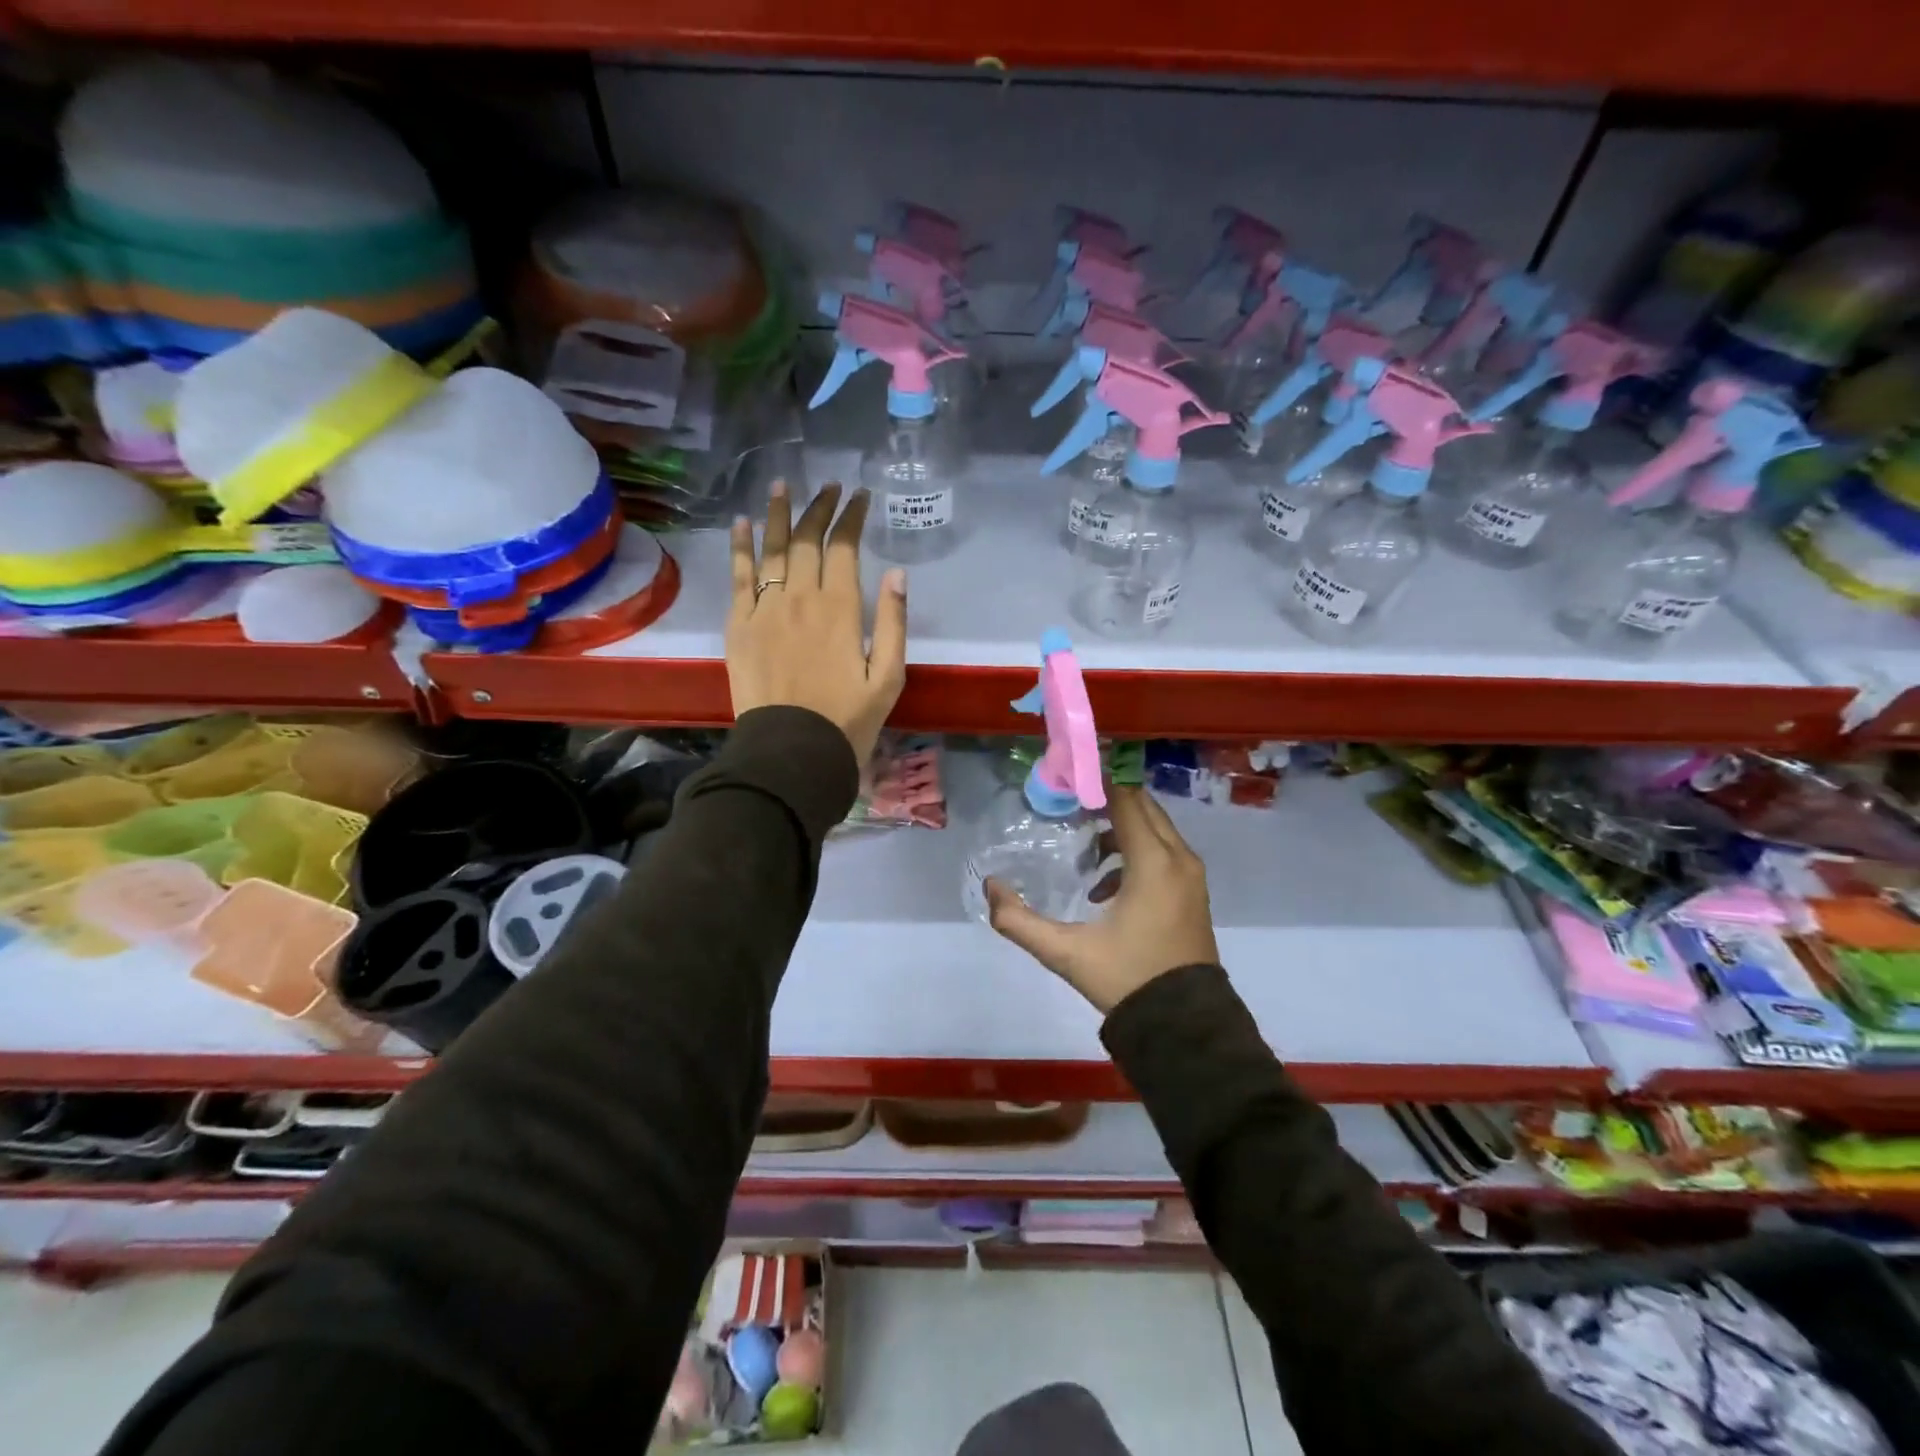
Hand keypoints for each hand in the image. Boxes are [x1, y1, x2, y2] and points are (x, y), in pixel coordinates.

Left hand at [727, 481, 906, 764]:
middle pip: (808, 540)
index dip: (851, 517)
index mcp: (840, 609)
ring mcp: (765, 609)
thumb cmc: (847, 719)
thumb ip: (893, 623)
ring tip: (781, 486)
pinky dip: (740, 547)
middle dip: (819, 508)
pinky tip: (742, 524)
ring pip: (771, 549)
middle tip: (827, 486)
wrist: (792, 751)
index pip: (844, 547)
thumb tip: (897, 574)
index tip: (858, 496)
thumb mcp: (888, 678)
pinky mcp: (739, 625)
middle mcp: (800, 598)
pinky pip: (739, 577)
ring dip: (778, 514)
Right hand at [985, 785, 1219, 1013]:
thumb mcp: (1067, 953)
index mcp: (1153, 863)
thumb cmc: (1128, 980)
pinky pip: (1163, 852)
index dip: (1095, 782)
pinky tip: (1104, 887)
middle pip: (1142, 806)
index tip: (1065, 777)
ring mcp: (1191, 875)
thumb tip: (990, 888)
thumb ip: (1020, 921)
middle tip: (1068, 806)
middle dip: (1105, 800)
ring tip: (1083, 851)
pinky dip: (1135, 852)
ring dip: (1119, 828)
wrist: (1186, 1026)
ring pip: (1154, 829)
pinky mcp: (1193, 892)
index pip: (1125, 800)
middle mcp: (1179, 859)